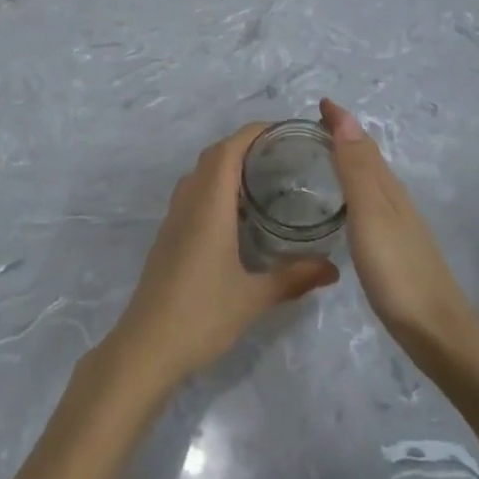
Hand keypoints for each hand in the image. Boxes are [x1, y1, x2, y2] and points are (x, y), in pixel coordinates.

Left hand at [105, 124, 339, 390]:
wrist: (145, 348)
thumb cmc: (201, 316)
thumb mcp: (254, 298)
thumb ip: (293, 278)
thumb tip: (333, 268)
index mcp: (208, 206)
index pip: (228, 150)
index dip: (253, 133)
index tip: (283, 130)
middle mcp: (188, 203)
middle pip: (213, 157)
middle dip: (244, 145)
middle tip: (281, 153)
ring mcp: (173, 220)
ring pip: (199, 175)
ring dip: (226, 165)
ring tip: (262, 177)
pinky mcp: (168, 237)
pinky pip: (191, 195)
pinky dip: (214, 188)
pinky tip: (236, 214)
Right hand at [320, 98, 475, 361]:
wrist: (436, 330)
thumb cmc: (397, 271)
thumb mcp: (370, 215)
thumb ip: (357, 170)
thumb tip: (346, 118)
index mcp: (387, 189)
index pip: (363, 144)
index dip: (342, 122)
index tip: (321, 103)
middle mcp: (395, 200)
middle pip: (369, 159)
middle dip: (345, 137)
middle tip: (315, 126)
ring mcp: (399, 226)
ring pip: (372, 182)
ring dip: (351, 163)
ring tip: (325, 158)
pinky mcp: (397, 250)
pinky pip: (372, 205)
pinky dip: (356, 192)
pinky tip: (347, 209)